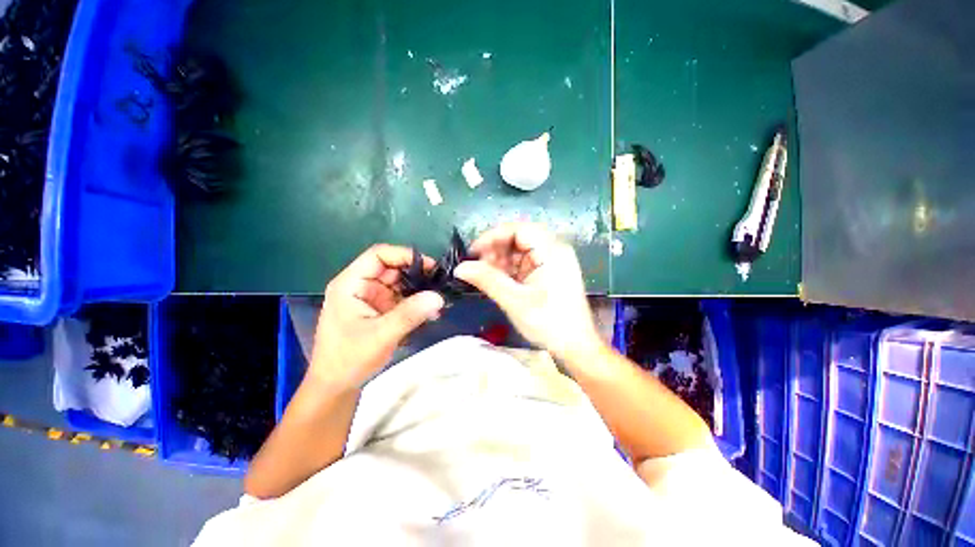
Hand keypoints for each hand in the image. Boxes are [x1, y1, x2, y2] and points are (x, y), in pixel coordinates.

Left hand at [310, 244, 444, 390]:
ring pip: (400, 284)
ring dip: (419, 291)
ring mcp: (372, 298)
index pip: (379, 255)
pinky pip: (402, 299)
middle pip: (393, 269)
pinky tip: (431, 313)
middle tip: (440, 285)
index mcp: (351, 284)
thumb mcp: (381, 335)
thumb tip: (438, 297)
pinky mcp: (380, 310)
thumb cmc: (349, 359)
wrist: (336, 387)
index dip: (404, 255)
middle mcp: (361, 286)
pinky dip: (416, 304)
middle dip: (417, 275)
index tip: (430, 267)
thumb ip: (409, 314)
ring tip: (439, 301)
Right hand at [454, 223, 601, 362]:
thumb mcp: (515, 301)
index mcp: (552, 251)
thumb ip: (487, 280)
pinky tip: (497, 281)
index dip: (493, 237)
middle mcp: (554, 250)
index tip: (473, 252)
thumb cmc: (549, 324)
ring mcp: (552, 261)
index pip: (518, 229)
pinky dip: (509, 270)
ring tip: (485, 276)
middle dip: (495, 251)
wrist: (575, 347)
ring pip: (519, 251)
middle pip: (518, 238)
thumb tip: (460, 268)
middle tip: (477, 267)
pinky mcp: (548, 272)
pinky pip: (524, 263)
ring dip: (500, 261)